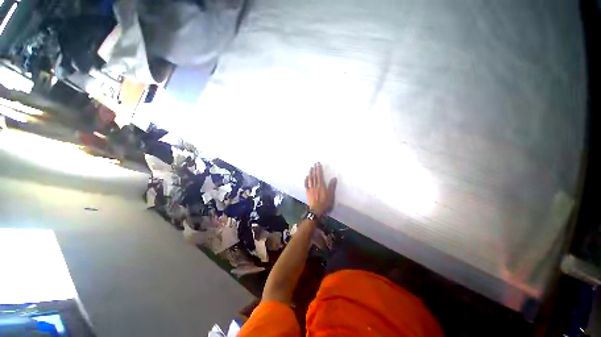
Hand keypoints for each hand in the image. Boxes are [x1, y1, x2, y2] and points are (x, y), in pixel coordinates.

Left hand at [304, 163, 336, 216]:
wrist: (316, 211)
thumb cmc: (325, 203)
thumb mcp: (331, 195)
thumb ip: (332, 186)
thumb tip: (334, 178)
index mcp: (321, 185)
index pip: (320, 175)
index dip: (319, 169)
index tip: (318, 164)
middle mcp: (315, 185)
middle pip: (315, 176)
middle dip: (315, 169)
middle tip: (314, 163)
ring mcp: (310, 188)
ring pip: (310, 179)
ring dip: (310, 173)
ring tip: (310, 168)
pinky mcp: (307, 192)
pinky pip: (306, 185)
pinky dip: (306, 180)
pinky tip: (306, 177)